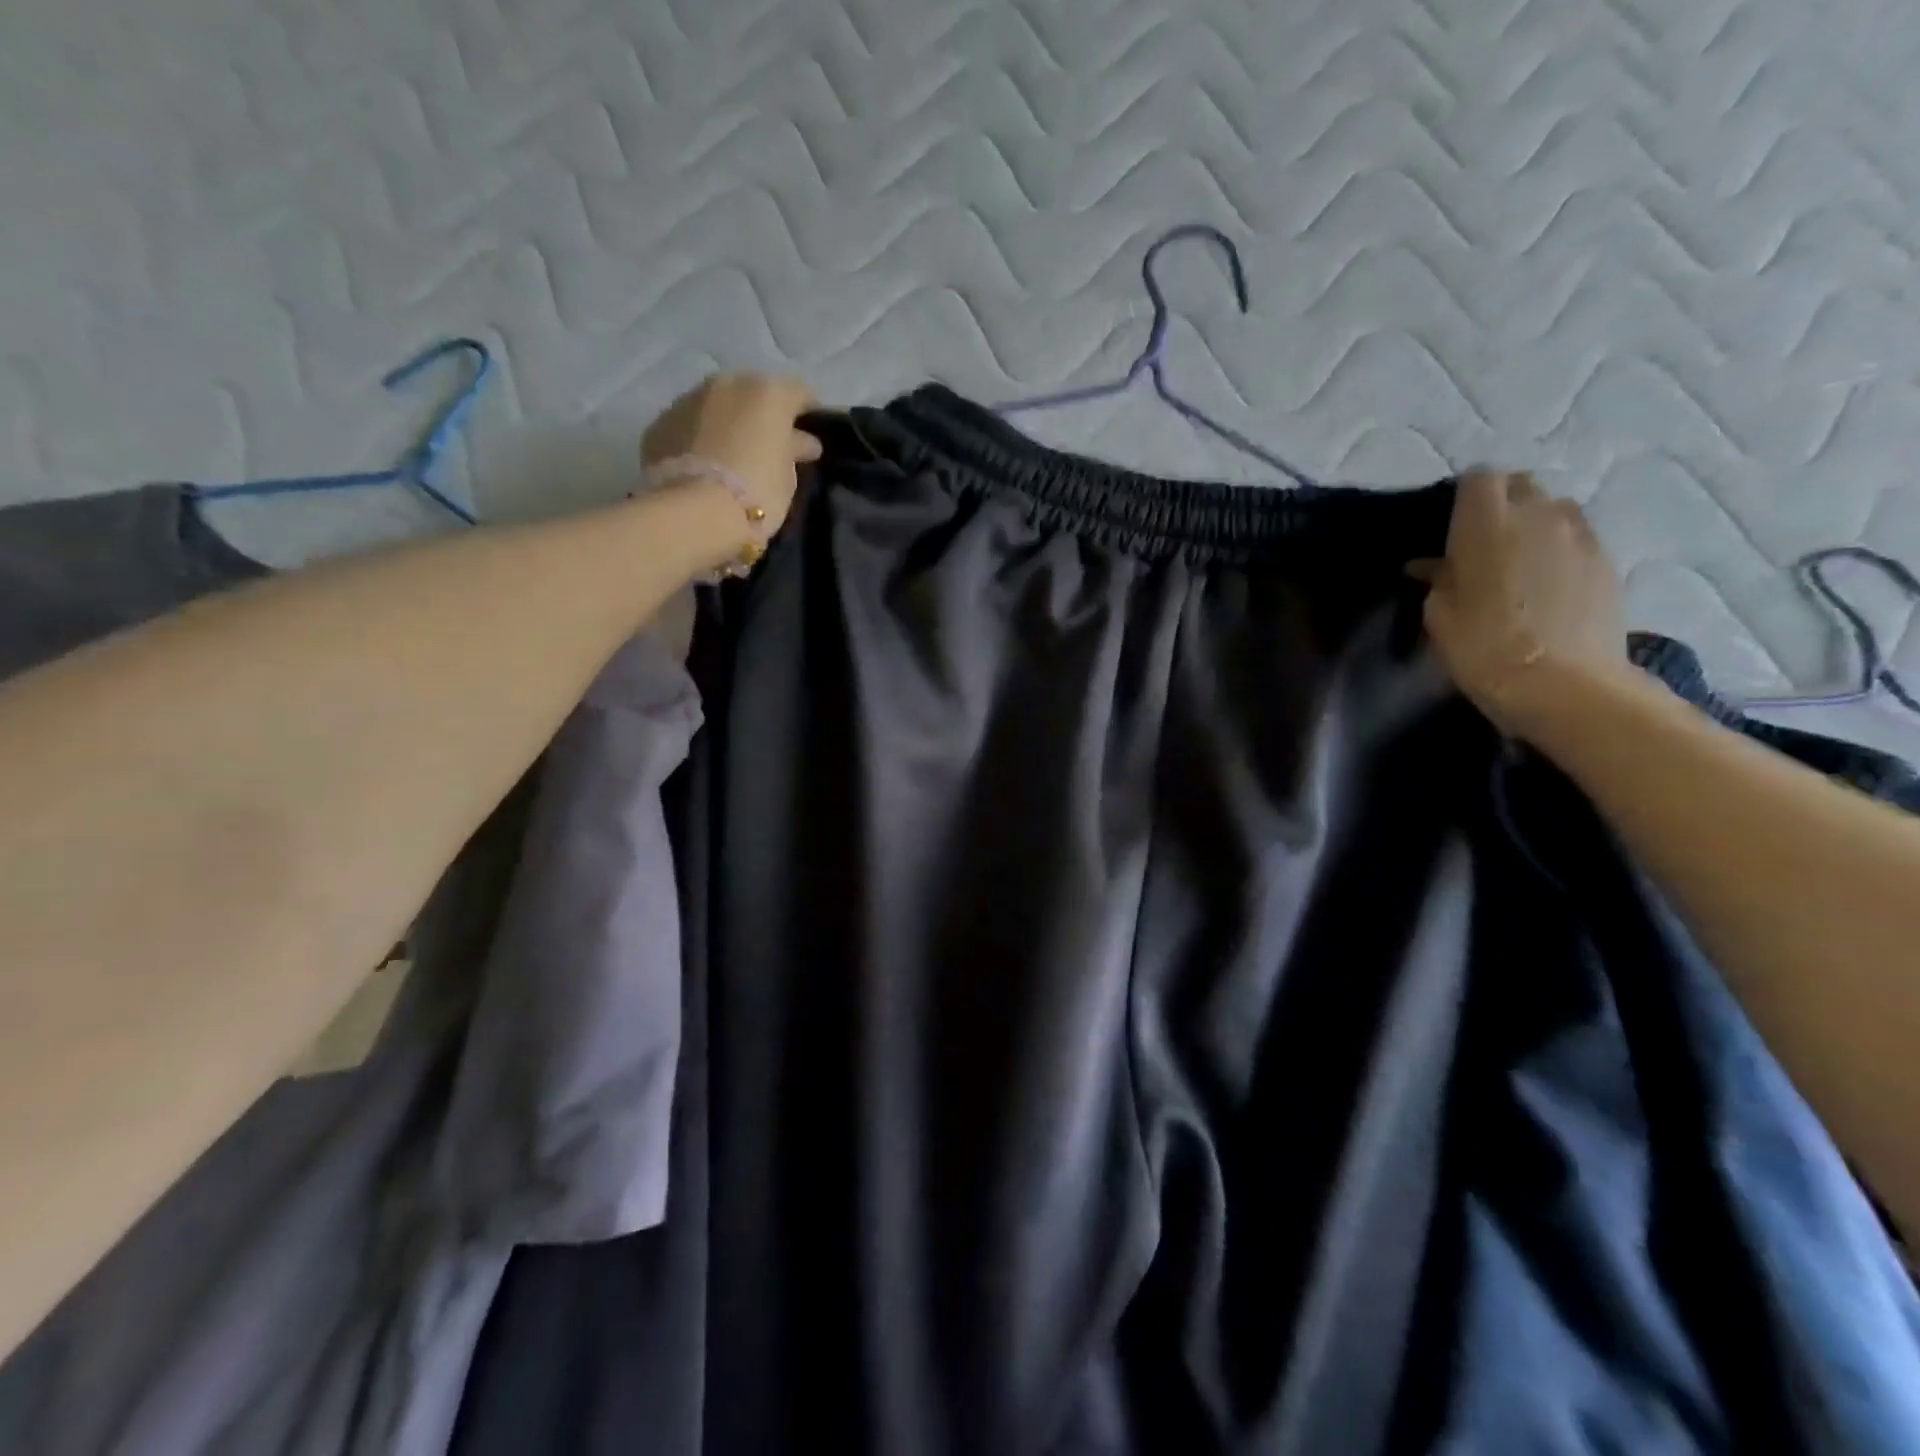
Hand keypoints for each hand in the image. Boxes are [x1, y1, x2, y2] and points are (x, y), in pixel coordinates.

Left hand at [641, 373, 822, 539]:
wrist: (694, 514)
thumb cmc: (757, 493)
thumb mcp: (788, 476)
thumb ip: (794, 450)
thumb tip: (802, 441)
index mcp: (767, 393)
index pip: (798, 393)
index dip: (808, 413)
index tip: (810, 436)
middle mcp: (726, 384)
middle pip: (752, 393)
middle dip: (761, 414)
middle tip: (768, 445)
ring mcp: (687, 400)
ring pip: (716, 406)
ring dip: (726, 423)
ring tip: (732, 455)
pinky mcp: (660, 424)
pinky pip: (688, 426)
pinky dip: (698, 439)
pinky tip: (703, 465)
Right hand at [1410, 470, 1631, 738]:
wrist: (1564, 685)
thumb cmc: (1483, 647)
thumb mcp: (1440, 615)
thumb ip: (1439, 580)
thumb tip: (1434, 566)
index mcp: (1488, 524)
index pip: (1478, 478)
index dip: (1463, 495)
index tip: (1449, 523)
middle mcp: (1539, 515)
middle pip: (1521, 486)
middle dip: (1501, 504)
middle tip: (1481, 541)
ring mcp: (1581, 536)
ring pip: (1555, 509)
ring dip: (1534, 525)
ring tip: (1518, 561)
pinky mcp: (1607, 561)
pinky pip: (1577, 539)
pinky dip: (1559, 550)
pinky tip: (1546, 585)